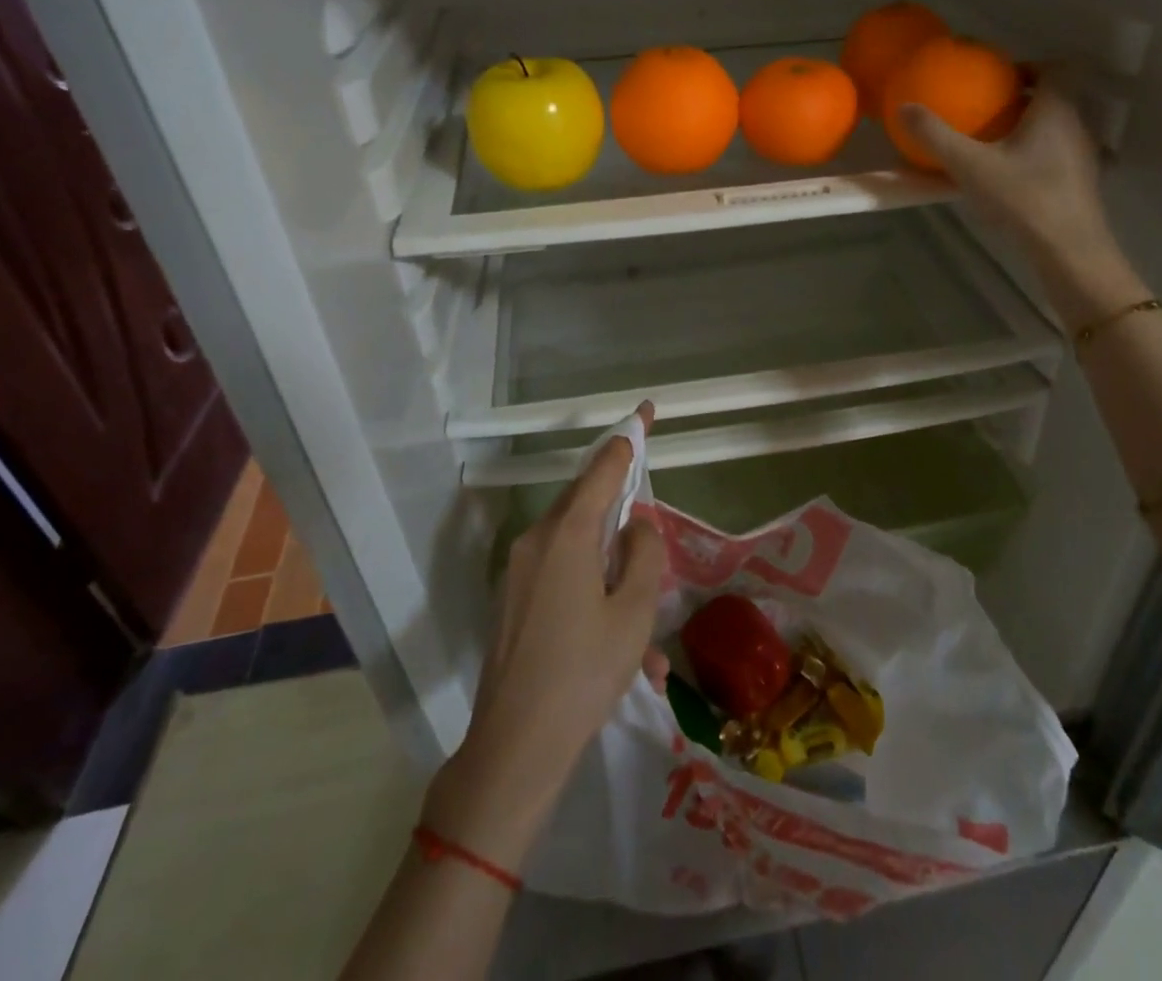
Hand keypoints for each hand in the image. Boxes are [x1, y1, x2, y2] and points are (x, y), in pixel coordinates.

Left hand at [422, 404, 667, 869]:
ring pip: (576, 547)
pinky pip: (560, 577)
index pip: (602, 467)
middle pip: (585, 503)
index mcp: (567, 534)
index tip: (644, 413)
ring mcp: (518, 571)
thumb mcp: (635, 612)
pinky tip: (620, 656)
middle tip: (648, 530)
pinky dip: (591, 595)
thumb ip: (644, 554)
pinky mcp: (512, 600)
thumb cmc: (584, 673)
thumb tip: (636, 524)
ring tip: (645, 641)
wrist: (514, 748)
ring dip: (612, 572)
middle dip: (620, 509)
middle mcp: (536, 540)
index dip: (627, 439)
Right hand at [901, 76, 1146, 325]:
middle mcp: (1078, 125)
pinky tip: (1010, 176)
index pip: (1057, 68)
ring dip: (1030, 128)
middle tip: (988, 111)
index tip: (1000, 80)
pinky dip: (1036, 154)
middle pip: (1057, 97)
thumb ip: (936, 136)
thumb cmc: (1023, 198)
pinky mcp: (1082, 183)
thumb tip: (904, 107)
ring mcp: (1084, 156)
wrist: (1068, 250)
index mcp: (1057, 109)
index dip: (1030, 66)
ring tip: (994, 143)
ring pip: (1058, 127)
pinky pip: (1058, 153)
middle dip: (1024, 98)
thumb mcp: (969, 166)